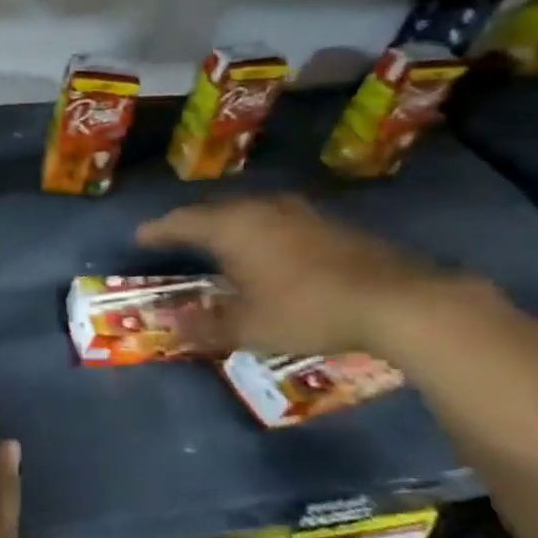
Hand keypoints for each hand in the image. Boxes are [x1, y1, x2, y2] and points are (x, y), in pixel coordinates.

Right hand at [136, 195, 454, 356]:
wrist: (398, 301)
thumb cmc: (307, 310)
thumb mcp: (248, 328)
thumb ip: (205, 327)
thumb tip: (171, 328)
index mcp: (233, 228)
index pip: (182, 222)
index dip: (157, 231)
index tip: (139, 238)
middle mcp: (261, 209)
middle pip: (214, 211)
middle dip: (191, 225)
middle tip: (173, 238)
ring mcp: (298, 213)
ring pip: (248, 212)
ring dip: (227, 226)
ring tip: (216, 242)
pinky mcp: (328, 224)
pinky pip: (275, 220)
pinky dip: (257, 232)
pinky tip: (264, 251)